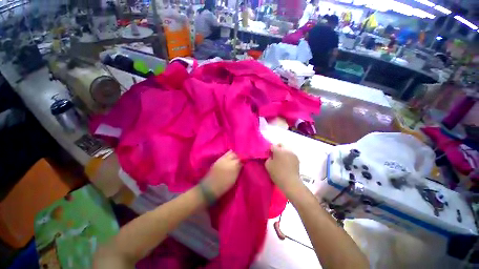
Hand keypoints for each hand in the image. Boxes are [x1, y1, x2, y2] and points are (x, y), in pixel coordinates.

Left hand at [202, 150, 241, 198]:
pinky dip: (228, 154)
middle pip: (235, 155)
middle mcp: (228, 160)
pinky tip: (229, 157)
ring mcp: (222, 159)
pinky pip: (224, 155)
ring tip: (235, 158)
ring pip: (230, 153)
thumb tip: (242, 164)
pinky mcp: (217, 160)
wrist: (210, 188)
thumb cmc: (224, 186)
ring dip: (233, 155)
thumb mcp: (234, 179)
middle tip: (240, 160)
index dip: (243, 160)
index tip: (245, 162)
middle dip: (238, 156)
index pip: (241, 159)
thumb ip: (238, 169)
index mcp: (234, 165)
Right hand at [265, 145, 302, 197]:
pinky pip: (290, 154)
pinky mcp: (297, 159)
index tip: (269, 155)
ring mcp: (293, 154)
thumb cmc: (277, 173)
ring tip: (281, 160)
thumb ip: (268, 158)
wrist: (290, 182)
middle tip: (275, 156)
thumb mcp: (268, 165)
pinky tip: (286, 163)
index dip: (270, 150)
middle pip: (281, 145)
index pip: (272, 146)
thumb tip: (271, 156)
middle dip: (277, 148)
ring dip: (283, 152)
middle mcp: (287, 150)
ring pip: (286, 149)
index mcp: (279, 150)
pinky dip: (288, 156)